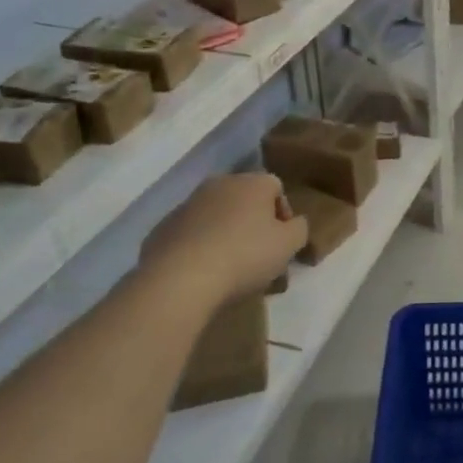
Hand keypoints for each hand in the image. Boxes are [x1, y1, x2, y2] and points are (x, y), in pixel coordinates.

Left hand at [138, 172, 306, 307]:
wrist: (179, 279)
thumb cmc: (245, 255)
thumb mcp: (289, 244)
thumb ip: (299, 228)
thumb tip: (293, 224)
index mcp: (252, 182)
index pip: (276, 187)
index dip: (283, 214)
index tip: (282, 241)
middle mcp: (219, 184)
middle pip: (244, 199)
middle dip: (253, 222)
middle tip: (259, 254)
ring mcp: (187, 204)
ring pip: (216, 215)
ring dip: (225, 233)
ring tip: (229, 267)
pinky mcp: (162, 227)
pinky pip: (191, 233)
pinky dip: (199, 246)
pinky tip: (202, 272)